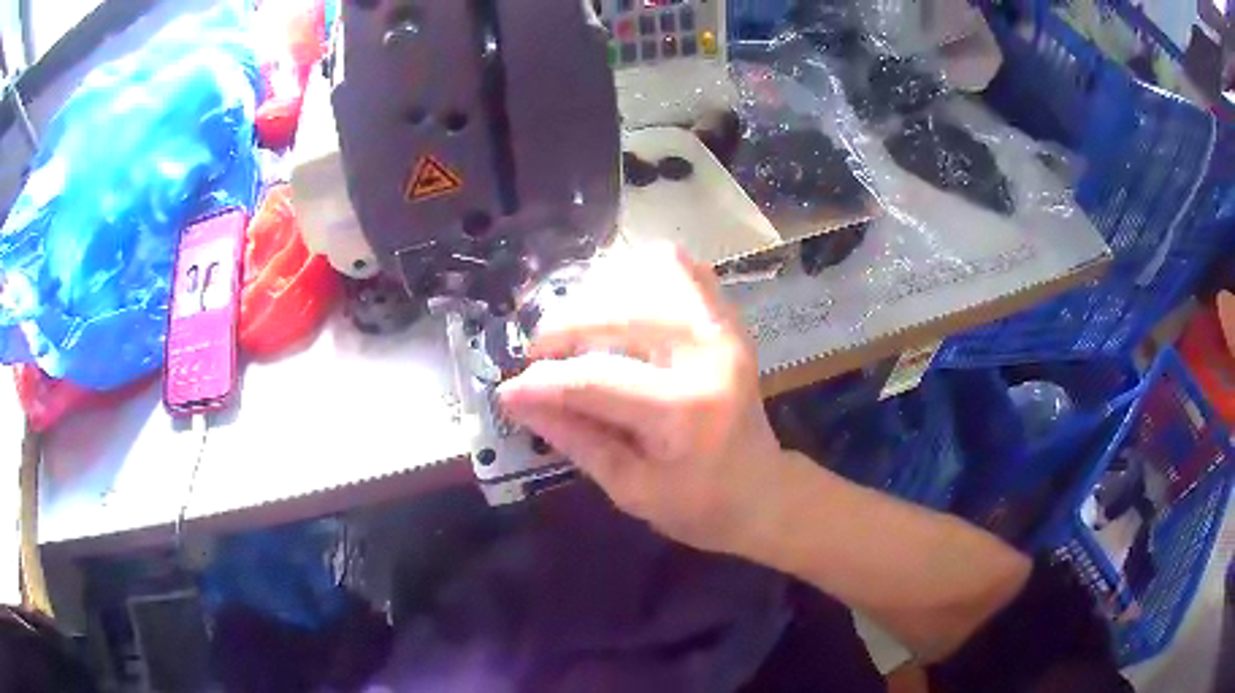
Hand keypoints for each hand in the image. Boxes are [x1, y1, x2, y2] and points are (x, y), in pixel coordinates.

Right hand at [498, 244, 792, 555]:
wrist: (762, 492)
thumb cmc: (699, 505)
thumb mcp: (630, 489)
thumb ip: (574, 438)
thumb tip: (517, 400)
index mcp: (686, 412)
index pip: (596, 379)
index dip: (542, 382)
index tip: (507, 390)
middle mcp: (709, 355)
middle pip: (618, 314)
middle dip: (563, 329)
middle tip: (537, 356)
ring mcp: (723, 330)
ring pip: (647, 277)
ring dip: (597, 297)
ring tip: (572, 331)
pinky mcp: (727, 321)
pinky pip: (682, 270)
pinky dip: (640, 275)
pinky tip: (616, 300)